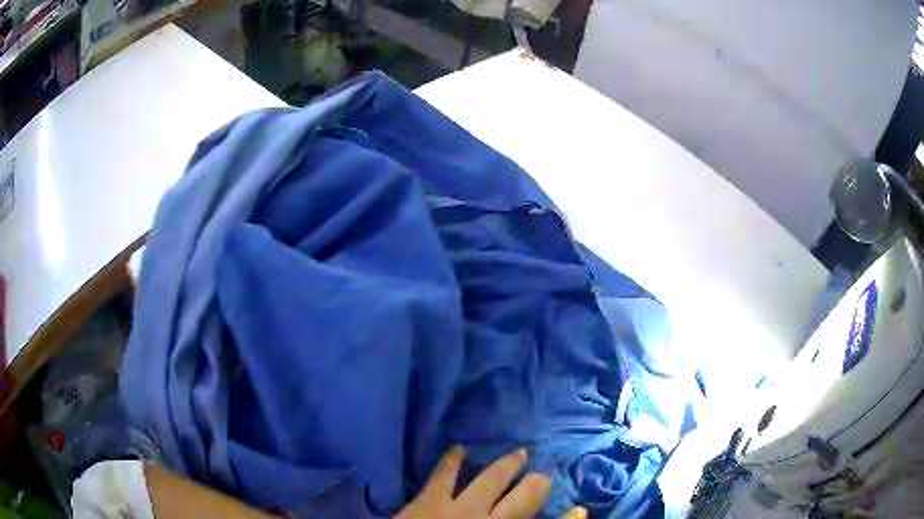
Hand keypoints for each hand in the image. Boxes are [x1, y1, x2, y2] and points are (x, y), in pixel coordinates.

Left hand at [396, 447, 586, 518]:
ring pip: (491, 480)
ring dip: (506, 465)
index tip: (580, 510)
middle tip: (543, 475)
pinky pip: (444, 475)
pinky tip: (459, 448)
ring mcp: (458, 508)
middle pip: (524, 499)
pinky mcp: (429, 500)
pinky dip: (452, 461)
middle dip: (537, 486)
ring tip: (519, 453)